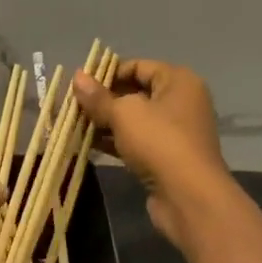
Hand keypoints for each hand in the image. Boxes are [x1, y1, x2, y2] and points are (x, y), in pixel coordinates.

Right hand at [72, 59, 230, 250]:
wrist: (188, 195)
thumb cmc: (159, 142)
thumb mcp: (123, 114)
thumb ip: (98, 97)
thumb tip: (77, 77)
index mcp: (178, 81)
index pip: (138, 66)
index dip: (108, 72)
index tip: (80, 84)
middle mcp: (180, 102)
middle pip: (135, 93)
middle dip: (103, 100)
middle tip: (73, 105)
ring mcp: (174, 132)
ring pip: (133, 120)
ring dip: (105, 122)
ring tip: (74, 125)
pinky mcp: (166, 157)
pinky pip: (135, 142)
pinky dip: (114, 142)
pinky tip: (87, 144)